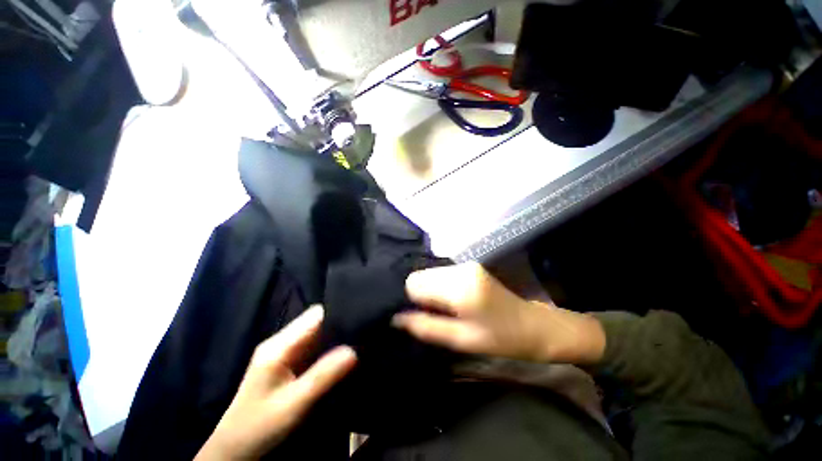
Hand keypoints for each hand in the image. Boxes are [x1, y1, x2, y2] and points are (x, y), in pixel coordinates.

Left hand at [196, 305, 356, 460]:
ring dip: (339, 338)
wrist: (234, 453)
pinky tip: (346, 355)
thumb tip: (355, 350)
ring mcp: (287, 354)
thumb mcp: (292, 405)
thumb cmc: (259, 428)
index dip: (339, 311)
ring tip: (362, 340)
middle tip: (366, 331)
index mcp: (280, 345)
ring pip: (319, 336)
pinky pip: (316, 350)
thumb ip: (323, 376)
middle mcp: (284, 343)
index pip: (315, 315)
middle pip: (319, 323)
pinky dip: (332, 350)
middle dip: (342, 325)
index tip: (362, 316)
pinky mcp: (291, 366)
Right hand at [392, 262, 604, 364]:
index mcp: (459, 287)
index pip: (414, 283)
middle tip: (436, 314)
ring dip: (430, 290)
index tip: (423, 315)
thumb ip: (426, 327)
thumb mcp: (461, 340)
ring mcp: (465, 264)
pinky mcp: (469, 265)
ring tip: (446, 309)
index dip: (412, 300)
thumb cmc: (500, 339)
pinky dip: (440, 286)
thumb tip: (396, 319)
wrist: (534, 326)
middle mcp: (460, 269)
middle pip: (420, 275)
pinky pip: (441, 273)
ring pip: (430, 273)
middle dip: (420, 294)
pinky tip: (453, 300)